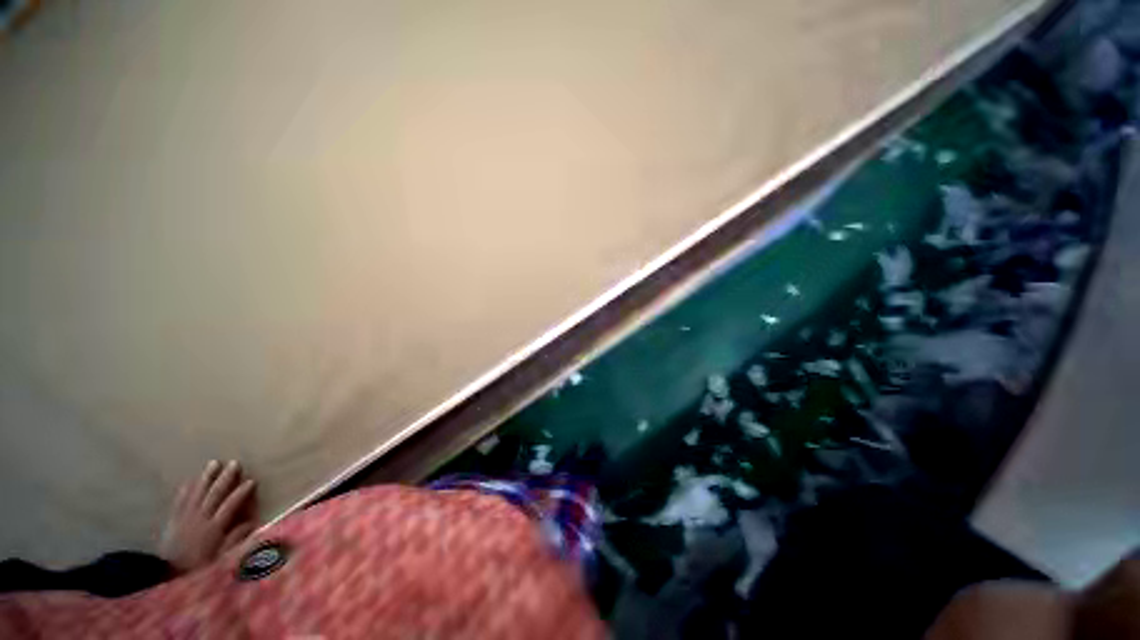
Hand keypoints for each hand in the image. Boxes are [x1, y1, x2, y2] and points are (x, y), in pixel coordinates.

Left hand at [158, 460, 256, 573]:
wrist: (167, 574)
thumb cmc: (199, 567)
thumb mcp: (220, 559)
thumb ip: (235, 540)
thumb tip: (251, 522)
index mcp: (214, 528)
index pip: (230, 505)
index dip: (241, 493)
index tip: (252, 481)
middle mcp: (200, 518)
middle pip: (214, 495)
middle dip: (225, 478)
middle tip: (234, 463)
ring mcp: (185, 517)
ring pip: (197, 493)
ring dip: (206, 477)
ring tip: (214, 463)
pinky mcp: (173, 519)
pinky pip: (179, 501)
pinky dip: (185, 490)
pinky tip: (190, 480)